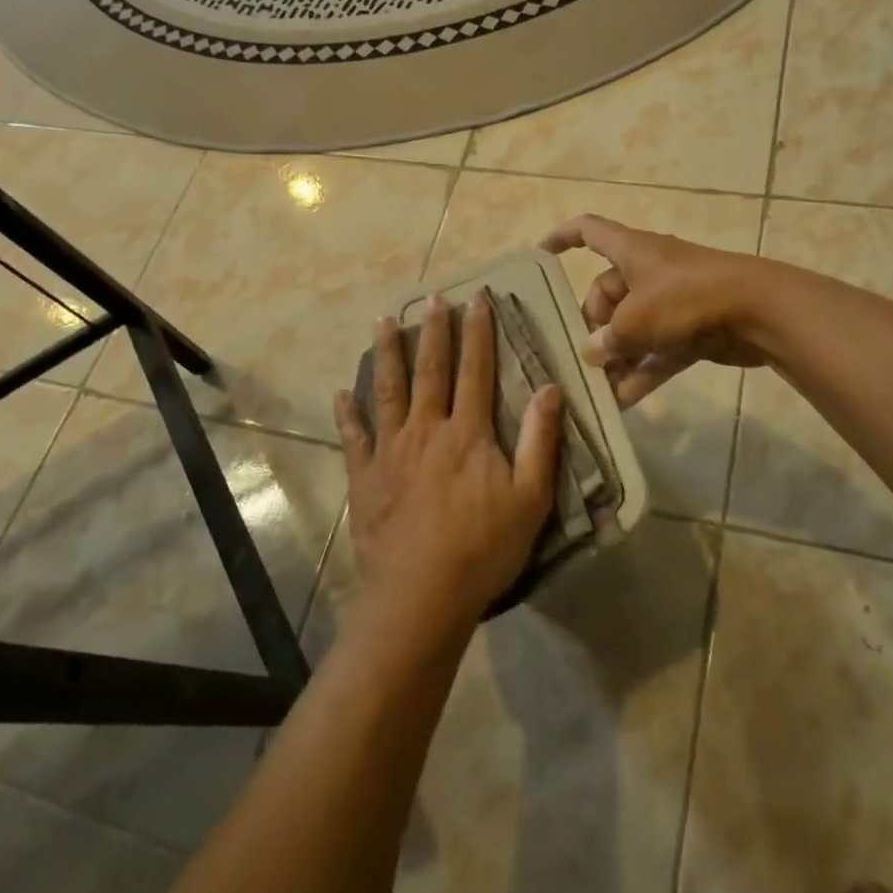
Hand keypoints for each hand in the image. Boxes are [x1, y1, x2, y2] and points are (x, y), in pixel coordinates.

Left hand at [334, 290, 563, 629]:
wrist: (422, 593)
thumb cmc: (484, 547)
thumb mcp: (531, 497)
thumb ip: (541, 441)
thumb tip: (550, 388)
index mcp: (468, 433)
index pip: (476, 370)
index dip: (478, 333)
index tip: (477, 300)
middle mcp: (427, 429)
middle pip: (430, 370)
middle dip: (433, 331)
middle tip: (432, 298)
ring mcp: (391, 451)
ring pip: (388, 391)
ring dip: (386, 354)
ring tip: (382, 322)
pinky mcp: (365, 476)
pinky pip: (354, 437)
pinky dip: (347, 414)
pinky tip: (341, 394)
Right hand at [542, 214, 771, 407]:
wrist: (759, 312)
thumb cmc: (687, 300)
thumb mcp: (635, 320)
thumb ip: (607, 339)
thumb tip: (593, 353)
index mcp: (632, 251)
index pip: (589, 231)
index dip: (562, 237)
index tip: (540, 255)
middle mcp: (650, 272)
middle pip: (607, 293)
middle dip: (594, 326)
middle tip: (587, 358)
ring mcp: (673, 301)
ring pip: (633, 327)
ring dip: (617, 357)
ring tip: (598, 389)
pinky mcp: (692, 330)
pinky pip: (657, 351)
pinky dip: (642, 372)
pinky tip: (623, 402)